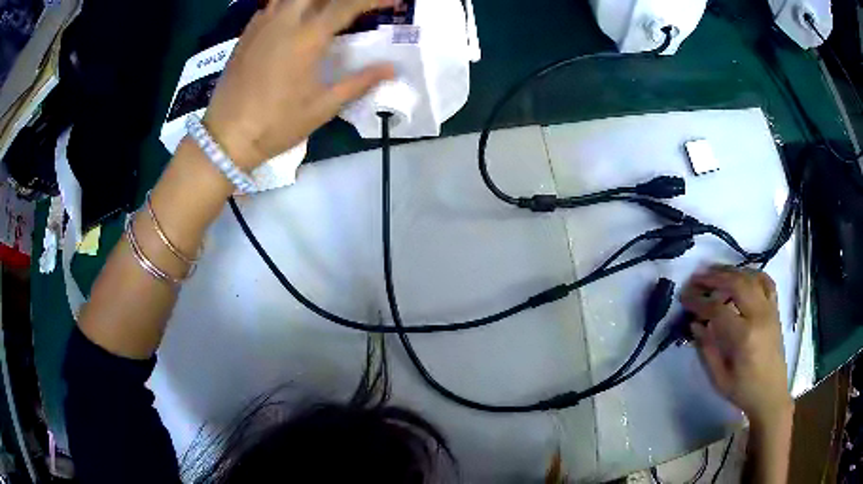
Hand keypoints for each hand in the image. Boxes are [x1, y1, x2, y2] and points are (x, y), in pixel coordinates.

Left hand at [203, 0, 395, 169]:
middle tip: (356, 8)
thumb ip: (359, 82)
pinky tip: (296, 17)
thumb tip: (391, 69)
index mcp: (307, 37)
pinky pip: (273, 5)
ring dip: (313, 0)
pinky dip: (290, 4)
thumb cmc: (276, 124)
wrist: (226, 137)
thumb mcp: (323, 107)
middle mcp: (284, 21)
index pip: (348, 4)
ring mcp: (262, 24)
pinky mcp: (247, 33)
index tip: (392, 2)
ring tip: (327, 11)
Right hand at [681, 266, 792, 425]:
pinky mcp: (775, 309)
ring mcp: (770, 309)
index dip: (699, 302)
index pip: (718, 310)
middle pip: (736, 284)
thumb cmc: (744, 391)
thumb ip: (707, 350)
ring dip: (730, 272)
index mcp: (744, 337)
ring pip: (750, 277)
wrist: (771, 394)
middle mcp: (759, 316)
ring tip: (713, 272)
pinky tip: (741, 276)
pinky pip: (765, 281)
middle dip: (713, 278)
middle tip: (696, 279)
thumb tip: (695, 324)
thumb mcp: (720, 379)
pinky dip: (751, 274)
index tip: (684, 298)